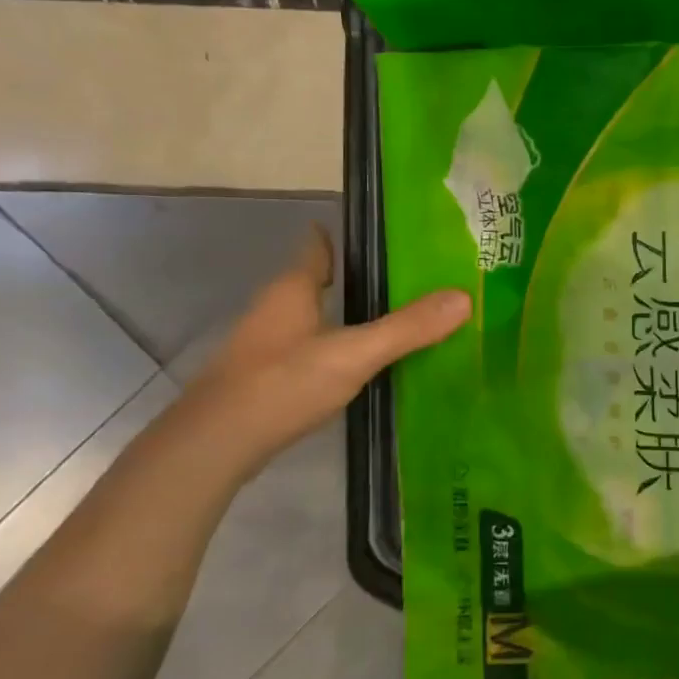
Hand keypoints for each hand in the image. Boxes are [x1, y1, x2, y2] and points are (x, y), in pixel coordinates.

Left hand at [178, 227, 469, 478]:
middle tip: (406, 277)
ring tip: (394, 319)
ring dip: (346, 315)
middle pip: (317, 282)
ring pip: (313, 318)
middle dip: (355, 278)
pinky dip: (336, 348)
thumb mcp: (354, 353)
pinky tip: (361, 365)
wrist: (215, 446)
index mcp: (292, 290)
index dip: (344, 237)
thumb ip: (407, 328)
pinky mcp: (266, 379)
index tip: (381, 232)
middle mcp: (275, 310)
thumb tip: (464, 298)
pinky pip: (309, 350)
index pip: (317, 248)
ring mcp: (266, 346)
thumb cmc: (282, 384)